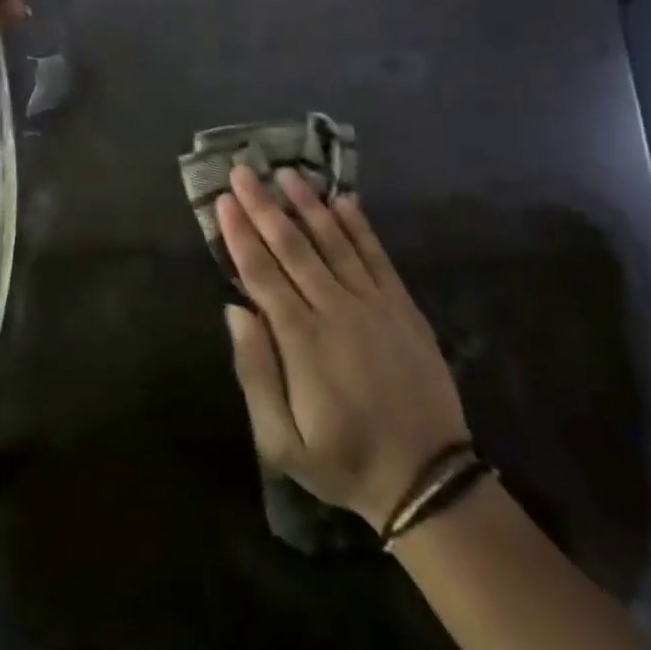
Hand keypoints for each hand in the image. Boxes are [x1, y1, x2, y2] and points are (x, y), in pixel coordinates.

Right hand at [218, 166, 469, 531]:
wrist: (427, 479)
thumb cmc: (343, 460)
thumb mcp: (281, 442)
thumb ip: (254, 373)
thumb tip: (234, 310)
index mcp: (302, 341)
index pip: (262, 274)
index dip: (240, 234)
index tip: (224, 200)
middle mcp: (336, 310)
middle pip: (293, 247)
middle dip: (264, 206)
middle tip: (244, 170)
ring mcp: (374, 304)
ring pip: (334, 241)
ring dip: (308, 205)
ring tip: (286, 173)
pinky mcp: (402, 306)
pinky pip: (377, 256)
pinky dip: (359, 226)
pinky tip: (344, 199)